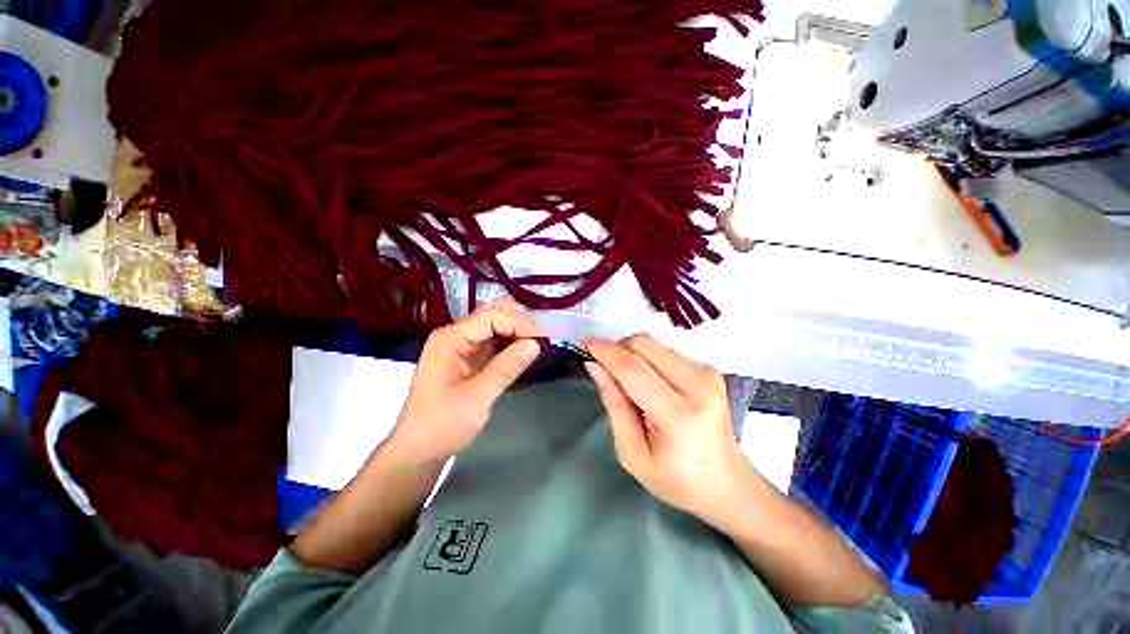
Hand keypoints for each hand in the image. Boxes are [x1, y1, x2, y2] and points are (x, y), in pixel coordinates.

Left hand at [391, 300, 546, 461]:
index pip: (490, 317)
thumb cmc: (442, 425)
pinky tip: (525, 352)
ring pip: (496, 324)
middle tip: (542, 341)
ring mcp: (462, 345)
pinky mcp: (470, 357)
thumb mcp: (477, 398)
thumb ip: (506, 368)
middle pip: (493, 314)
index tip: (544, 339)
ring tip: (538, 346)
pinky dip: (512, 342)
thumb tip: (536, 343)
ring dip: (518, 331)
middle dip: (520, 323)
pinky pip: (495, 340)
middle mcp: (455, 335)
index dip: (519, 324)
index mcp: (450, 339)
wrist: (420, 450)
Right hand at [584, 335, 753, 527]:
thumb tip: (595, 366)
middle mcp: (698, 385)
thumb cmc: (676, 479)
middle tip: (604, 367)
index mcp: (678, 415)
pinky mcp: (710, 369)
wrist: (727, 483)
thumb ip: (614, 405)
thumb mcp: (632, 454)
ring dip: (632, 353)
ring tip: (627, 380)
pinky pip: (665, 351)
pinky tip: (647, 381)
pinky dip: (647, 358)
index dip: (606, 352)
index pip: (633, 370)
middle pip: (645, 345)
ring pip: (654, 344)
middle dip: (618, 348)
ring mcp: (708, 373)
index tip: (585, 342)